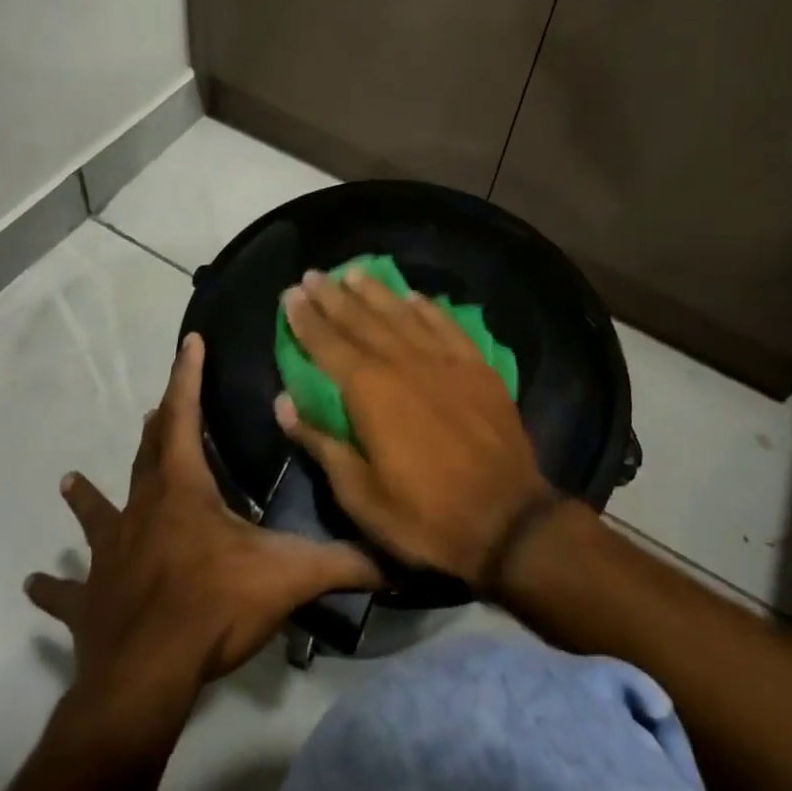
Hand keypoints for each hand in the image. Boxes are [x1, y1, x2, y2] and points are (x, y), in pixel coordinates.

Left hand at [25, 333, 380, 712]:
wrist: (146, 677)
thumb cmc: (215, 607)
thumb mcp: (290, 576)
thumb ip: (345, 563)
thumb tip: (397, 560)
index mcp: (184, 491)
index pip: (185, 417)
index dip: (187, 377)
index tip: (188, 342)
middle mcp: (143, 511)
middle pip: (147, 456)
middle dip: (156, 426)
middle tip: (154, 407)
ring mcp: (110, 556)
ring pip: (98, 515)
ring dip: (88, 497)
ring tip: (70, 480)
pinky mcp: (90, 602)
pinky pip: (66, 593)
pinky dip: (51, 588)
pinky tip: (31, 585)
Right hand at [274, 267, 557, 588]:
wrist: (507, 518)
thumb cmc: (424, 516)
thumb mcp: (360, 494)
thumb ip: (322, 442)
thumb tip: (284, 402)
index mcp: (370, 391)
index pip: (328, 344)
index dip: (307, 319)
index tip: (291, 294)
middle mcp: (404, 362)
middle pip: (362, 320)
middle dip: (334, 296)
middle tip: (314, 274)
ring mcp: (445, 360)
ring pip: (402, 314)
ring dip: (376, 292)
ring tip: (355, 272)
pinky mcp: (477, 367)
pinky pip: (447, 325)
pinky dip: (428, 308)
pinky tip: (415, 296)